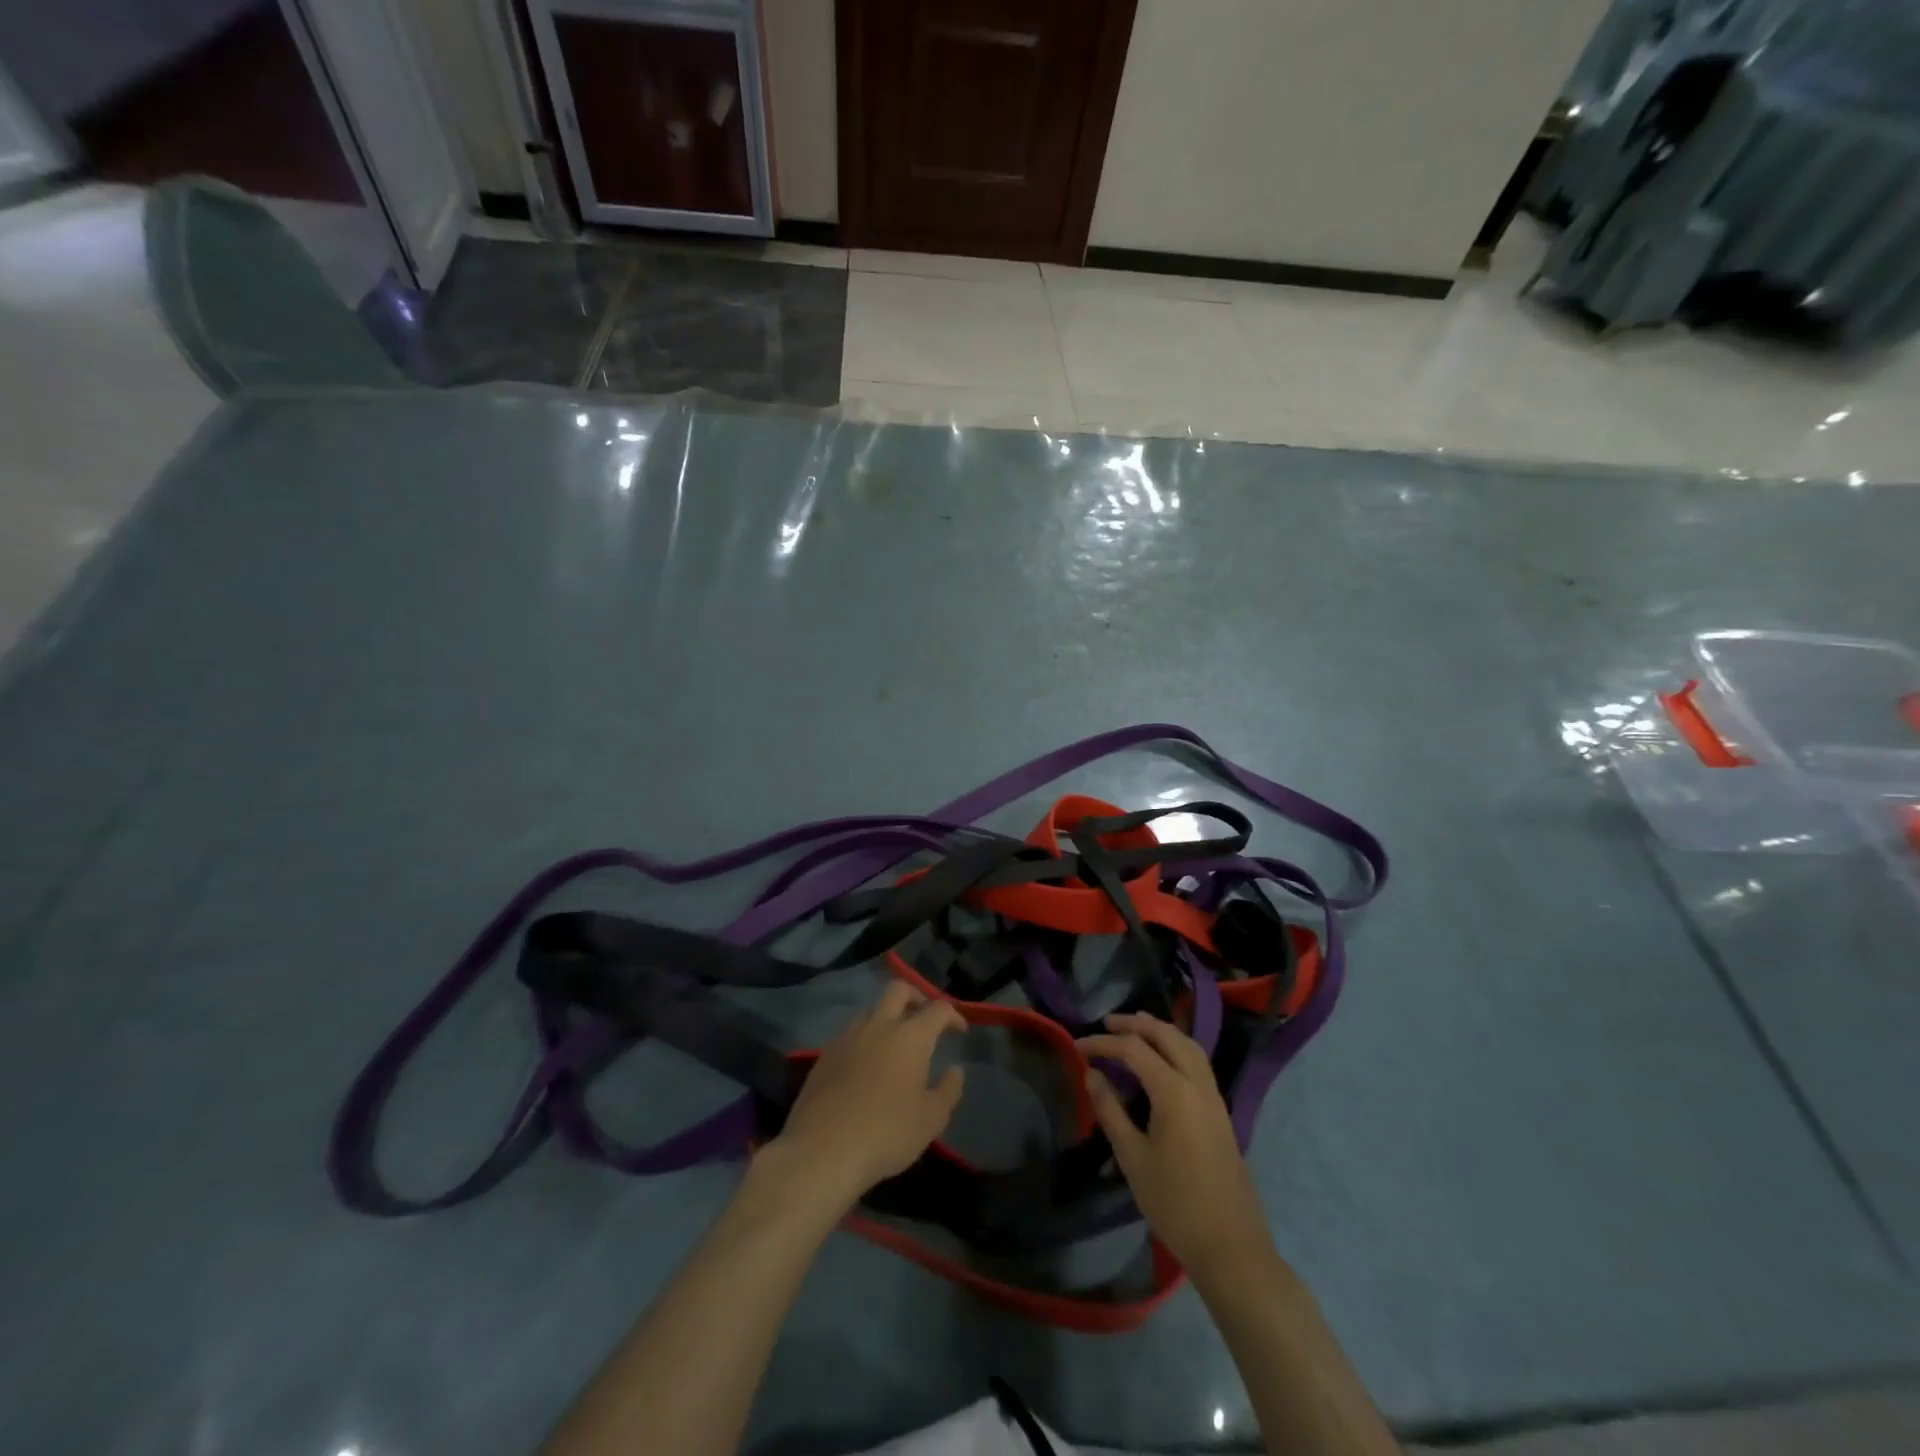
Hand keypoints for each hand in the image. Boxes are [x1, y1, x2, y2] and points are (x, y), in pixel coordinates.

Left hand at [767, 982, 965, 1213]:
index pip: (937, 1009)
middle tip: (924, 1018)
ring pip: (870, 1010)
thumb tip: (954, 1070)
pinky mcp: (825, 1055)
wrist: (822, 1151)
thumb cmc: (886, 1134)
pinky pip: (850, 1034)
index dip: (953, 1015)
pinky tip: (865, 1066)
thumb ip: (948, 1090)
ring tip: (894, 1044)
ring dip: (886, 1018)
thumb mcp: (931, 1120)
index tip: (960, 1030)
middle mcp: (879, 1026)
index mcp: (910, 1037)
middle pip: (898, 990)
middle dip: (916, 996)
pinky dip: (864, 1040)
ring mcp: (848, 1037)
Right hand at [1078, 1012, 1275, 1288]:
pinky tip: (1161, 1059)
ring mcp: (1214, 1096)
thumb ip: (1110, 1110)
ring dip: (1159, 1031)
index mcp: (1174, 1091)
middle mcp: (1197, 1083)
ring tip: (1133, 1030)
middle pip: (1166, 1035)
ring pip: (1187, 1044)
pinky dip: (1175, 1047)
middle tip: (1106, 1024)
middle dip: (1134, 1024)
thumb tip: (1093, 1075)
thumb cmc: (1174, 1203)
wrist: (1230, 1246)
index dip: (1103, 1043)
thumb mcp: (1132, 1157)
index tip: (1077, 1047)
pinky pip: (1197, 1061)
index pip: (1133, 1049)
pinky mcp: (1220, 1110)